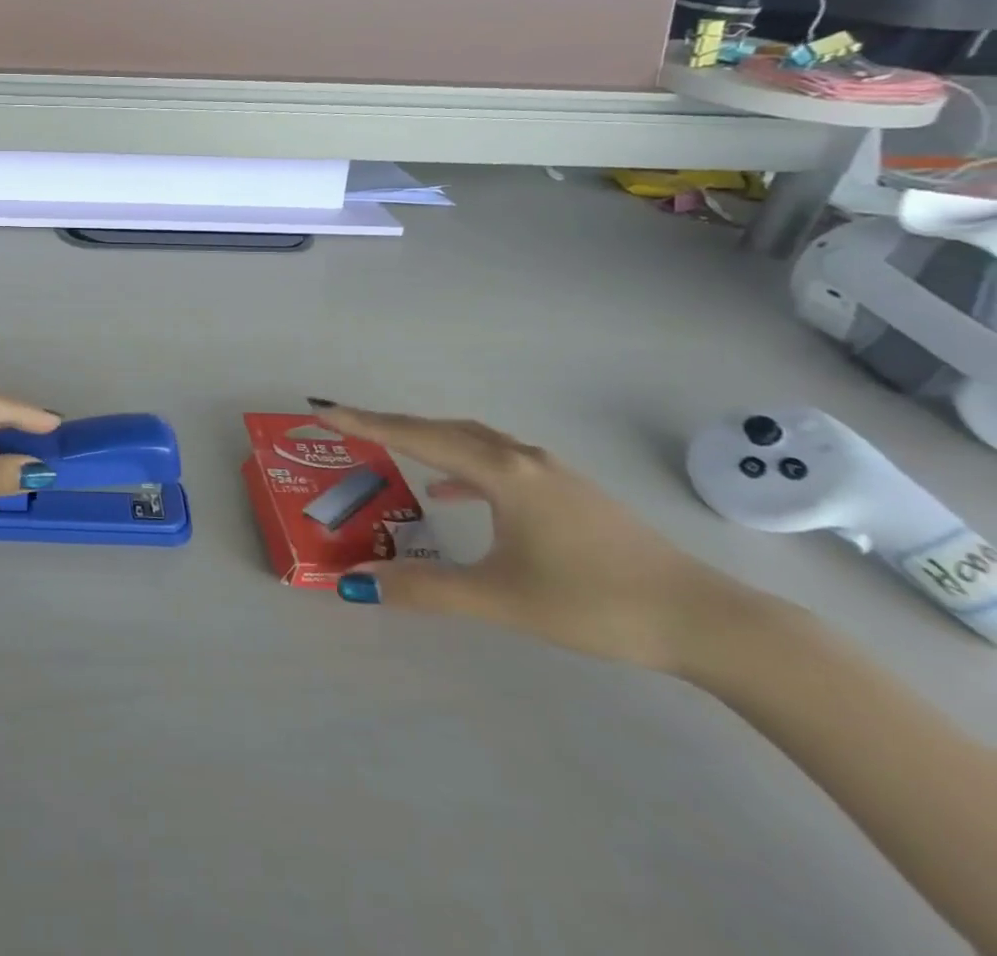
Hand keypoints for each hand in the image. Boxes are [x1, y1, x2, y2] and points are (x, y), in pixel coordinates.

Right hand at [311, 401, 759, 673]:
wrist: (706, 620)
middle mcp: (521, 458)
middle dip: (389, 425)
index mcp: (501, 473)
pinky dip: (462, 467)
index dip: (364, 423)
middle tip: (344, 425)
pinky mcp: (567, 491)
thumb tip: (359, 585)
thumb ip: (427, 590)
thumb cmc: (596, 603)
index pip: (416, 437)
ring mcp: (549, 472)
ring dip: (427, 440)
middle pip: (441, 428)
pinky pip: (497, 462)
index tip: (322, 409)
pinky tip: (453, 496)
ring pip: (471, 440)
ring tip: (390, 450)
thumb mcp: (504, 600)